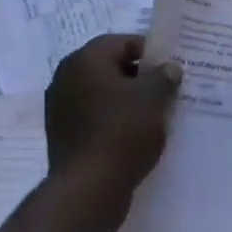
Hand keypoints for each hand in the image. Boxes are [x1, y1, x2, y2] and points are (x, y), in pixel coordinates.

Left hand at [45, 35, 181, 198]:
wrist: (88, 189)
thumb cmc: (122, 132)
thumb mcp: (154, 98)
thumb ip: (164, 76)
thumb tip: (168, 68)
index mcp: (85, 60)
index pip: (122, 42)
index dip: (150, 52)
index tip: (171, 68)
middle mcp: (66, 77)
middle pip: (110, 66)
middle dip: (139, 76)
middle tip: (166, 90)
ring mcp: (60, 108)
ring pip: (102, 93)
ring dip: (127, 99)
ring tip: (154, 114)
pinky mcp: (62, 134)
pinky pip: (94, 116)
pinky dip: (114, 119)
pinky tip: (135, 135)